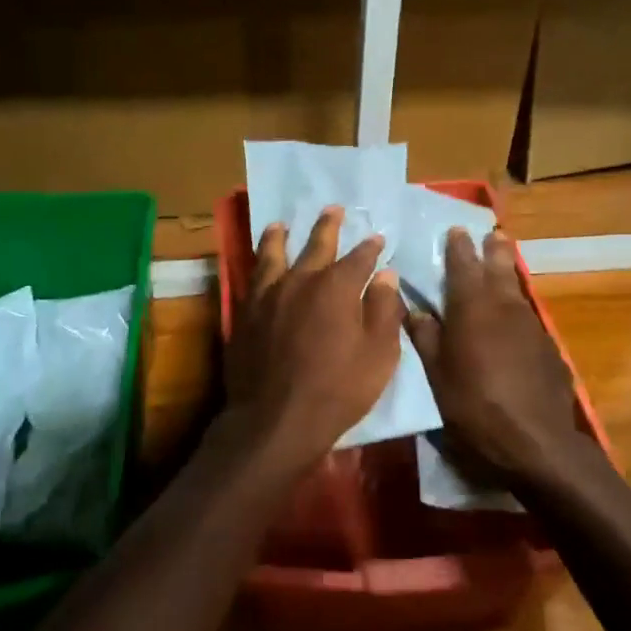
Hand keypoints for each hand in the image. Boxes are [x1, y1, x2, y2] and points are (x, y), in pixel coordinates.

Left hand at [226, 206, 403, 466]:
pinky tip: (258, 264)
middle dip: (328, 226)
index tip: (378, 239)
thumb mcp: (378, 356)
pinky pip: (251, 278)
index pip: (360, 258)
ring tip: (280, 225)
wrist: (275, 420)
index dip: (371, 248)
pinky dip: (257, 264)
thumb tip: (386, 276)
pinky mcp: (244, 313)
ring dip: (279, 236)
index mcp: (337, 287)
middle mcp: (301, 280)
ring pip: (273, 254)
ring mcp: (268, 295)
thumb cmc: (337, 391)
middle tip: (333, 209)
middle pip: (316, 245)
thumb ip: (384, 311)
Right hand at [406, 228, 584, 485]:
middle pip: (499, 267)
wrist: (536, 441)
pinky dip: (516, 308)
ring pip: (516, 290)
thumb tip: (413, 308)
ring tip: (501, 265)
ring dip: (507, 274)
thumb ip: (426, 337)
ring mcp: (531, 325)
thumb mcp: (438, 375)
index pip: (463, 265)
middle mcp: (505, 306)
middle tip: (491, 234)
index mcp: (472, 308)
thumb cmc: (475, 407)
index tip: (456, 230)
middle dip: (493, 249)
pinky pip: (527, 316)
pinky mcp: (548, 346)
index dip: (458, 246)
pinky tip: (512, 320)